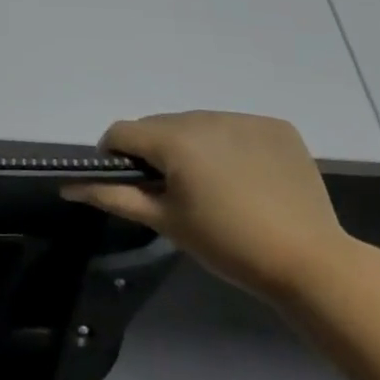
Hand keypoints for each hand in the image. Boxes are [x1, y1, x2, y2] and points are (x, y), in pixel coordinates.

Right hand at [63, 111, 354, 303]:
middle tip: (174, 192)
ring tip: (212, 186)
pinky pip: (234, 127)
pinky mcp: (275, 127)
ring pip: (195, 124)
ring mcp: (244, 118)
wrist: (311, 262)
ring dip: (191, 146)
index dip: (116, 158)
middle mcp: (204, 117)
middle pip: (158, 125)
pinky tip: (245, 177)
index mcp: (173, 139)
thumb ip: (113, 197)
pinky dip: (229, 145)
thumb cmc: (227, 244)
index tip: (131, 186)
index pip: (122, 132)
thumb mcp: (165, 222)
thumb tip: (68, 186)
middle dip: (155, 152)